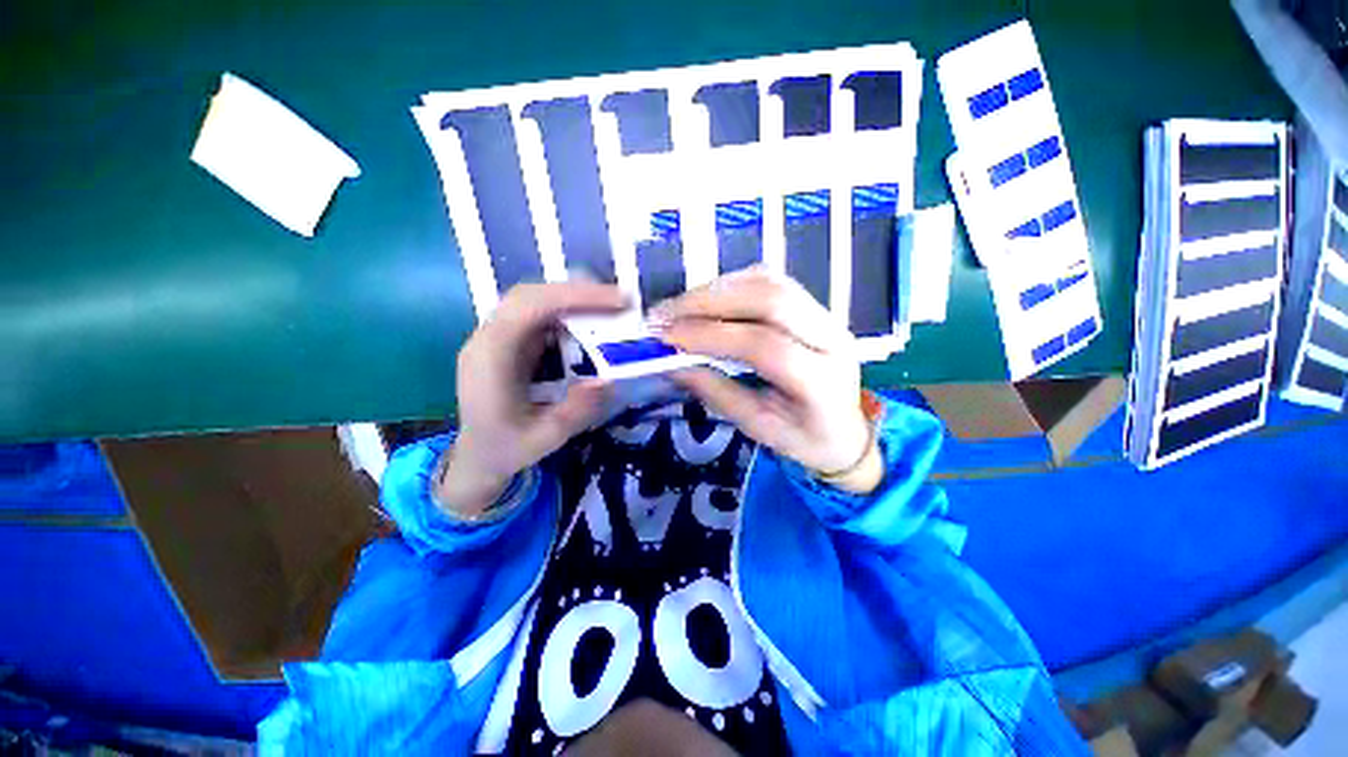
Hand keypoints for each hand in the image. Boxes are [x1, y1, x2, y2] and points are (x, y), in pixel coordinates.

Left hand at [435, 282, 627, 516]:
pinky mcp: (510, 343)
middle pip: (532, 295)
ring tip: (611, 309)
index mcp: (491, 357)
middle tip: (621, 301)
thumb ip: (574, 411)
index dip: (575, 296)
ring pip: (535, 301)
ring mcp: (498, 338)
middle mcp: (490, 338)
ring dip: (574, 300)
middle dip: (579, 292)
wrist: (477, 457)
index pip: (530, 306)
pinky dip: (568, 314)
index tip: (618, 301)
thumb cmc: (506, 449)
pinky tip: (590, 325)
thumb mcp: (544, 439)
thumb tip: (608, 380)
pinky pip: (539, 316)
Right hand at [655, 267, 881, 493]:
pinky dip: (732, 285)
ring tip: (679, 307)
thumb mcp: (758, 428)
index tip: (667, 336)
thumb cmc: (804, 439)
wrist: (847, 431)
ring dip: (717, 289)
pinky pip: (770, 282)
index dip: (711, 335)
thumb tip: (673, 364)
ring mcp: (827, 317)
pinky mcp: (814, 307)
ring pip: (770, 283)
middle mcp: (832, 339)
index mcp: (821, 382)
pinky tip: (706, 300)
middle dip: (708, 301)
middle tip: (665, 313)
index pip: (764, 346)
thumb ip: (717, 393)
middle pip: (770, 300)